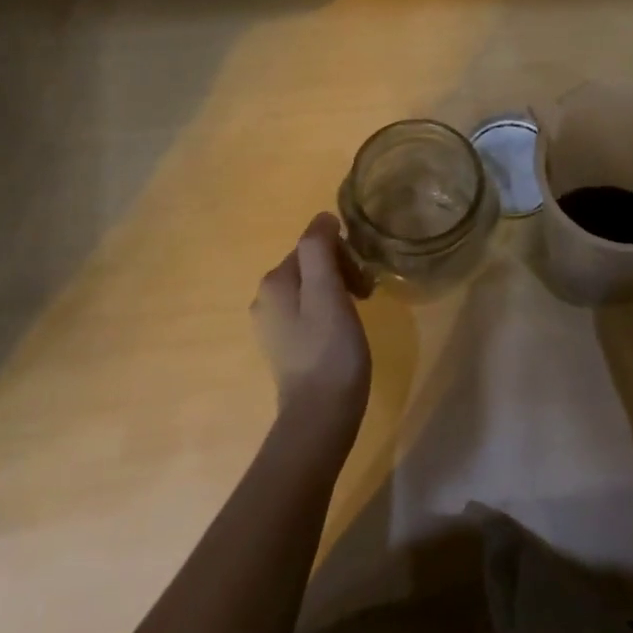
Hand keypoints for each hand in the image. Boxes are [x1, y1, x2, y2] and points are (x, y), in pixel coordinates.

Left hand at [252, 213, 373, 429]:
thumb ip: (319, 249)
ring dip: (339, 291)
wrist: (320, 414)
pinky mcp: (285, 346)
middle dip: (342, 271)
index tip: (364, 279)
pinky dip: (330, 312)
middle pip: (311, 265)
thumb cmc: (330, 349)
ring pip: (312, 288)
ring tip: (360, 314)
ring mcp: (272, 325)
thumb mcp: (327, 291)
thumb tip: (322, 218)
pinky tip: (344, 332)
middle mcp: (265, 299)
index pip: (313, 245)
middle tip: (367, 295)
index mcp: (274, 281)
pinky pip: (309, 312)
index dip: (344, 255)